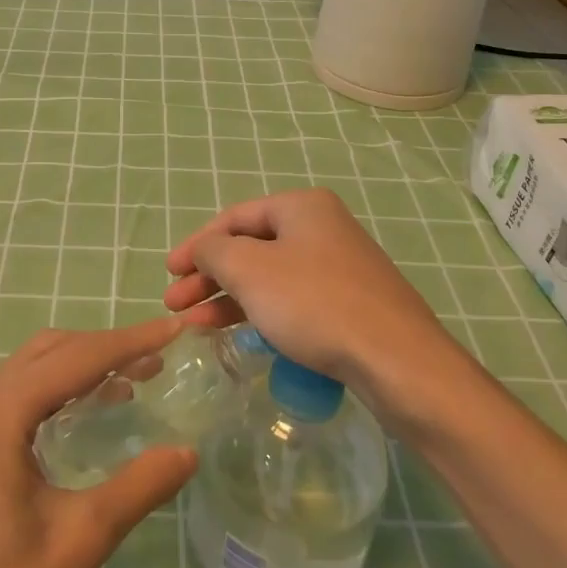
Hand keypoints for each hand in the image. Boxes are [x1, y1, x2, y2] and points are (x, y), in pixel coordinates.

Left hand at [0, 318, 197, 567]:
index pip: (73, 360)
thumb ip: (138, 487)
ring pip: (25, 377)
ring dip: (75, 372)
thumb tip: (188, 452)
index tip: (172, 329)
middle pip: (45, 356)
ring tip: (129, 382)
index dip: (127, 342)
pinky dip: (50, 397)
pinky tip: (80, 419)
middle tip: (155, 360)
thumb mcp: (79, 544)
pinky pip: (8, 405)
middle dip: (102, 350)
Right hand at [163, 188, 447, 389]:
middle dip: (209, 276)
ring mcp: (339, 267)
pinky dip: (260, 313)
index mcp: (301, 207)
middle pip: (250, 248)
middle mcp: (322, 228)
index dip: (196, 244)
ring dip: (229, 298)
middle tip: (176, 304)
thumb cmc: (314, 303)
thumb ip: (214, 252)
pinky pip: (292, 301)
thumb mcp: (249, 270)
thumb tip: (206, 250)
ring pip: (269, 277)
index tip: (169, 273)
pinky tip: (238, 334)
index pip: (234, 217)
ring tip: (195, 325)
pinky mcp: (349, 305)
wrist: (397, 361)